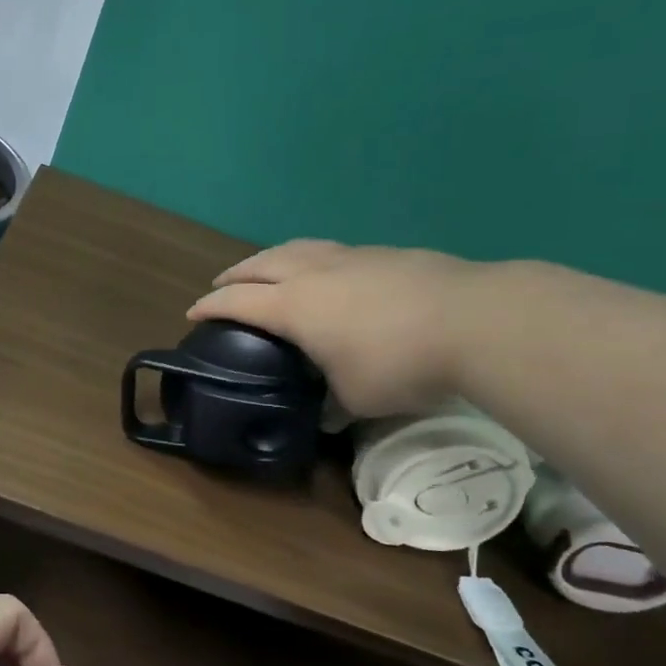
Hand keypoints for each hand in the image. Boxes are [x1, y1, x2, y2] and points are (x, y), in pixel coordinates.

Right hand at [188, 240, 481, 416]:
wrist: (473, 320)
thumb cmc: (398, 362)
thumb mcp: (356, 399)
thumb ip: (332, 406)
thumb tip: (326, 416)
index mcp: (294, 306)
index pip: (238, 301)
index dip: (211, 306)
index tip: (193, 312)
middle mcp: (314, 273)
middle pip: (261, 263)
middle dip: (236, 274)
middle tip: (222, 283)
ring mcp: (351, 257)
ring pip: (297, 248)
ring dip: (272, 257)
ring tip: (268, 267)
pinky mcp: (385, 254)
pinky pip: (332, 251)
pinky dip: (313, 258)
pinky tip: (328, 272)